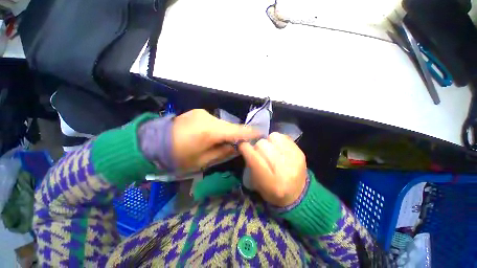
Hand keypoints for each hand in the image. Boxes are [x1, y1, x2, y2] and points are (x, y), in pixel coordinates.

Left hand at [172, 109, 258, 170]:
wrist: (152, 143)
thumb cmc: (178, 157)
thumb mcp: (202, 161)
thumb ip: (222, 152)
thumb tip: (236, 146)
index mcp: (209, 131)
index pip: (236, 130)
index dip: (249, 132)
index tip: (261, 133)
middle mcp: (208, 118)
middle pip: (230, 126)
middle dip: (237, 134)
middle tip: (241, 143)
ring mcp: (202, 113)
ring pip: (222, 123)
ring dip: (226, 132)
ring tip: (225, 141)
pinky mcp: (198, 113)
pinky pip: (214, 121)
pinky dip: (218, 128)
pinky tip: (213, 136)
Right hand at [239, 132, 306, 206]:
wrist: (297, 194)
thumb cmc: (272, 191)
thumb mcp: (256, 184)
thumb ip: (250, 164)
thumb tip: (246, 145)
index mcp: (271, 183)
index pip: (254, 158)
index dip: (245, 149)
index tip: (242, 146)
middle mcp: (284, 170)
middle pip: (262, 145)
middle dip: (257, 147)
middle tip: (259, 152)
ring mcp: (295, 159)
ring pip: (273, 137)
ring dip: (268, 142)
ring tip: (271, 149)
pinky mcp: (300, 152)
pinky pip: (283, 137)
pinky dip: (278, 140)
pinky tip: (279, 148)